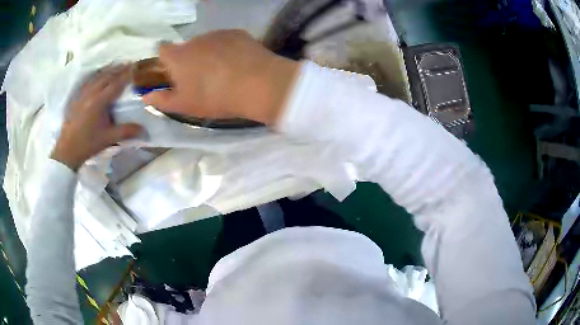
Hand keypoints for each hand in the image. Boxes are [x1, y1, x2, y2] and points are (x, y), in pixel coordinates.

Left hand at [51, 65, 142, 170]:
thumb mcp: (108, 139)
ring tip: (116, 65)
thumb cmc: (88, 144)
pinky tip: (98, 75)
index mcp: (99, 102)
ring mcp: (82, 94)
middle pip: (106, 76)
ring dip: (107, 69)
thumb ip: (126, 132)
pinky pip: (87, 81)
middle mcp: (91, 94)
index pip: (116, 83)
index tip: (136, 66)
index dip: (127, 74)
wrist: (67, 151)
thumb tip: (145, 130)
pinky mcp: (76, 98)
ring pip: (96, 76)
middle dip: (118, 68)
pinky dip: (95, 75)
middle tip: (129, 63)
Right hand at [142, 29, 299, 125]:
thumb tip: (146, 96)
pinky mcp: (238, 33)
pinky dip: (226, 49)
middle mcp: (195, 39)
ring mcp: (218, 33)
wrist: (258, 84)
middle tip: (201, 79)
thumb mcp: (185, 105)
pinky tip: (237, 63)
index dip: (164, 60)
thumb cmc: (215, 97)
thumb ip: (162, 99)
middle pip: (186, 47)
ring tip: (222, 72)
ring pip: (206, 43)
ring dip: (208, 54)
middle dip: (188, 60)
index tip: (172, 72)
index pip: (162, 49)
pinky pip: (225, 40)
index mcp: (179, 56)